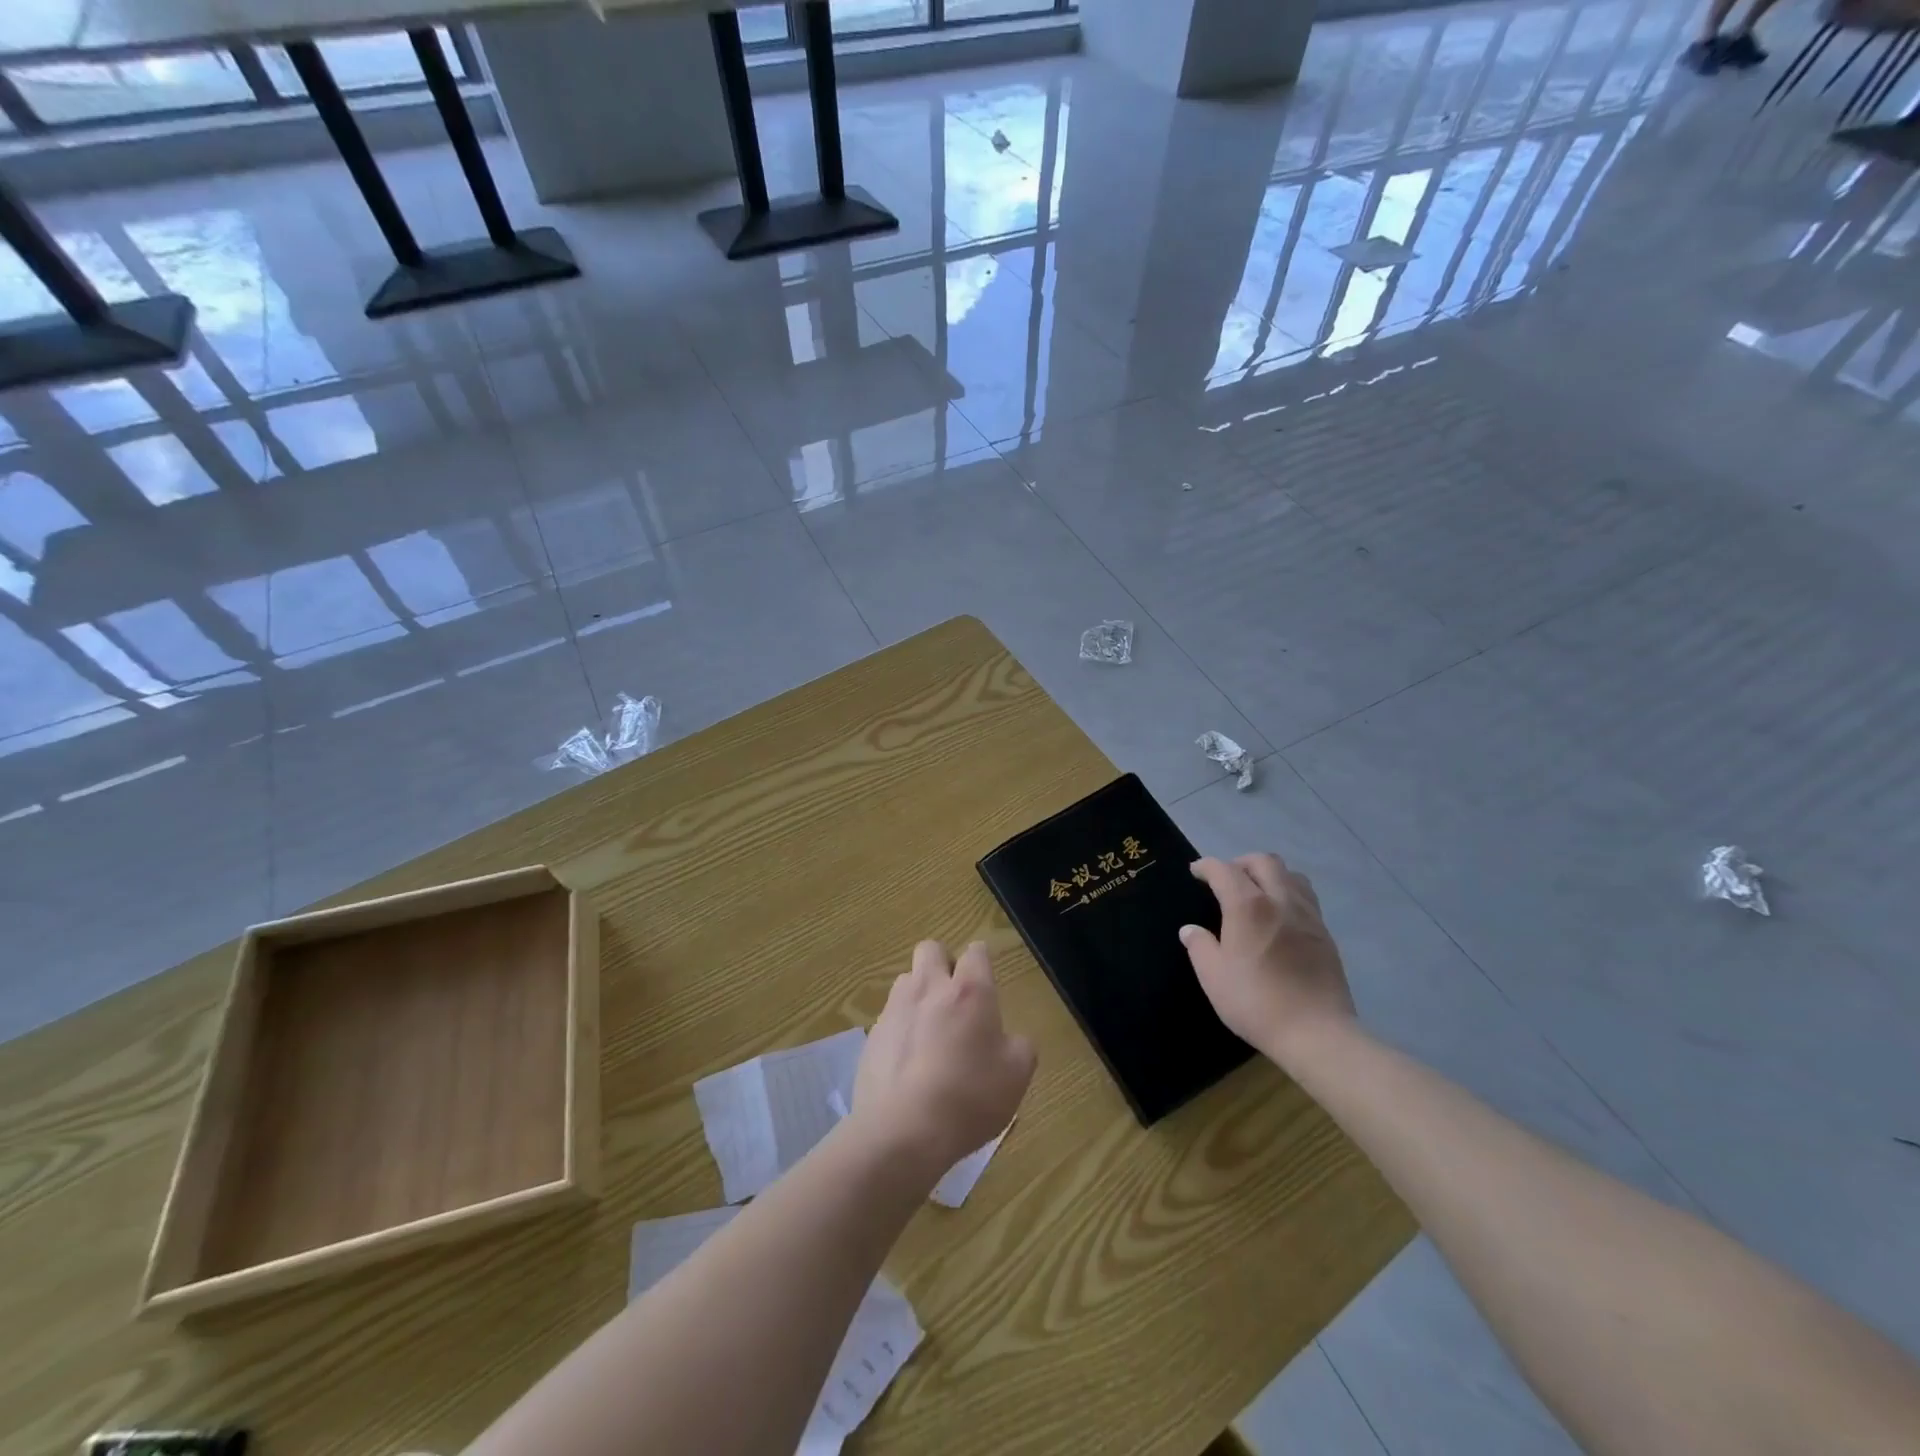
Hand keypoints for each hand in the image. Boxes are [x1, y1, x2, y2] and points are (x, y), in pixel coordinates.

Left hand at [852, 940, 1036, 1176]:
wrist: (902, 1131)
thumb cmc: (969, 1098)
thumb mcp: (1017, 1076)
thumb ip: (1019, 1047)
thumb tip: (1009, 1039)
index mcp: (969, 991)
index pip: (976, 951)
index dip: (981, 961)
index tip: (986, 980)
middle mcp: (930, 988)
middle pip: (931, 949)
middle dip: (944, 963)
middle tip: (956, 997)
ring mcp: (896, 1009)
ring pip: (907, 979)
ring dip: (919, 993)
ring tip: (930, 1030)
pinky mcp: (873, 1035)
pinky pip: (890, 1016)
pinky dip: (901, 1028)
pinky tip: (909, 1061)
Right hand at [1180, 854, 1355, 1064]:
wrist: (1316, 1033)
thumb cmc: (1256, 1002)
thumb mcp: (1213, 976)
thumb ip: (1199, 946)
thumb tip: (1191, 930)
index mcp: (1249, 906)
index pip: (1224, 870)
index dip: (1206, 866)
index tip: (1195, 872)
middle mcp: (1281, 900)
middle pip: (1264, 861)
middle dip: (1240, 863)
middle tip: (1225, 880)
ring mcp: (1308, 915)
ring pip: (1291, 875)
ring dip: (1270, 875)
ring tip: (1256, 893)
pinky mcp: (1325, 934)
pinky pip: (1305, 897)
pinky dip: (1288, 894)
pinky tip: (1279, 917)